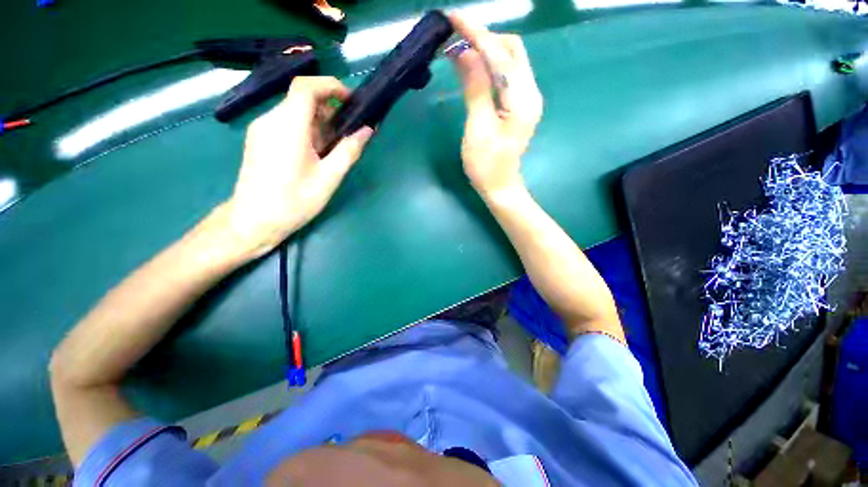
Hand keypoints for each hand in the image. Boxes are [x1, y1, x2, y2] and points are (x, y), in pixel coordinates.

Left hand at [225, 77, 373, 257]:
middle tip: (348, 131)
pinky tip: (315, 153)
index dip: (330, 86)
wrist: (254, 221)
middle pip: (301, 99)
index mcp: (288, 127)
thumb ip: (349, 151)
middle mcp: (270, 120)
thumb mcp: (329, 178)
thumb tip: (367, 130)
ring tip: (334, 147)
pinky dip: (306, 129)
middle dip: (329, 108)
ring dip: (318, 121)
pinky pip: (286, 123)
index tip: (351, 100)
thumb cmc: (294, 201)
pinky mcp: (259, 139)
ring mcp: (261, 129)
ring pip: (294, 112)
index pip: (306, 87)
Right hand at [447, 14, 542, 197]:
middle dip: (484, 37)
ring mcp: (527, 98)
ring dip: (486, 49)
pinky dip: (490, 65)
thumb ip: (475, 89)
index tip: (453, 19)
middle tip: (456, 38)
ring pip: (510, 59)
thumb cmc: (486, 166)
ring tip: (461, 48)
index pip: (499, 55)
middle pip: (511, 50)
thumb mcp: (478, 128)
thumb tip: (465, 52)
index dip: (476, 34)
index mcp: (522, 100)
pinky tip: (474, 67)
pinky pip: (507, 74)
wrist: (500, 187)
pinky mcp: (520, 104)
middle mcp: (530, 92)